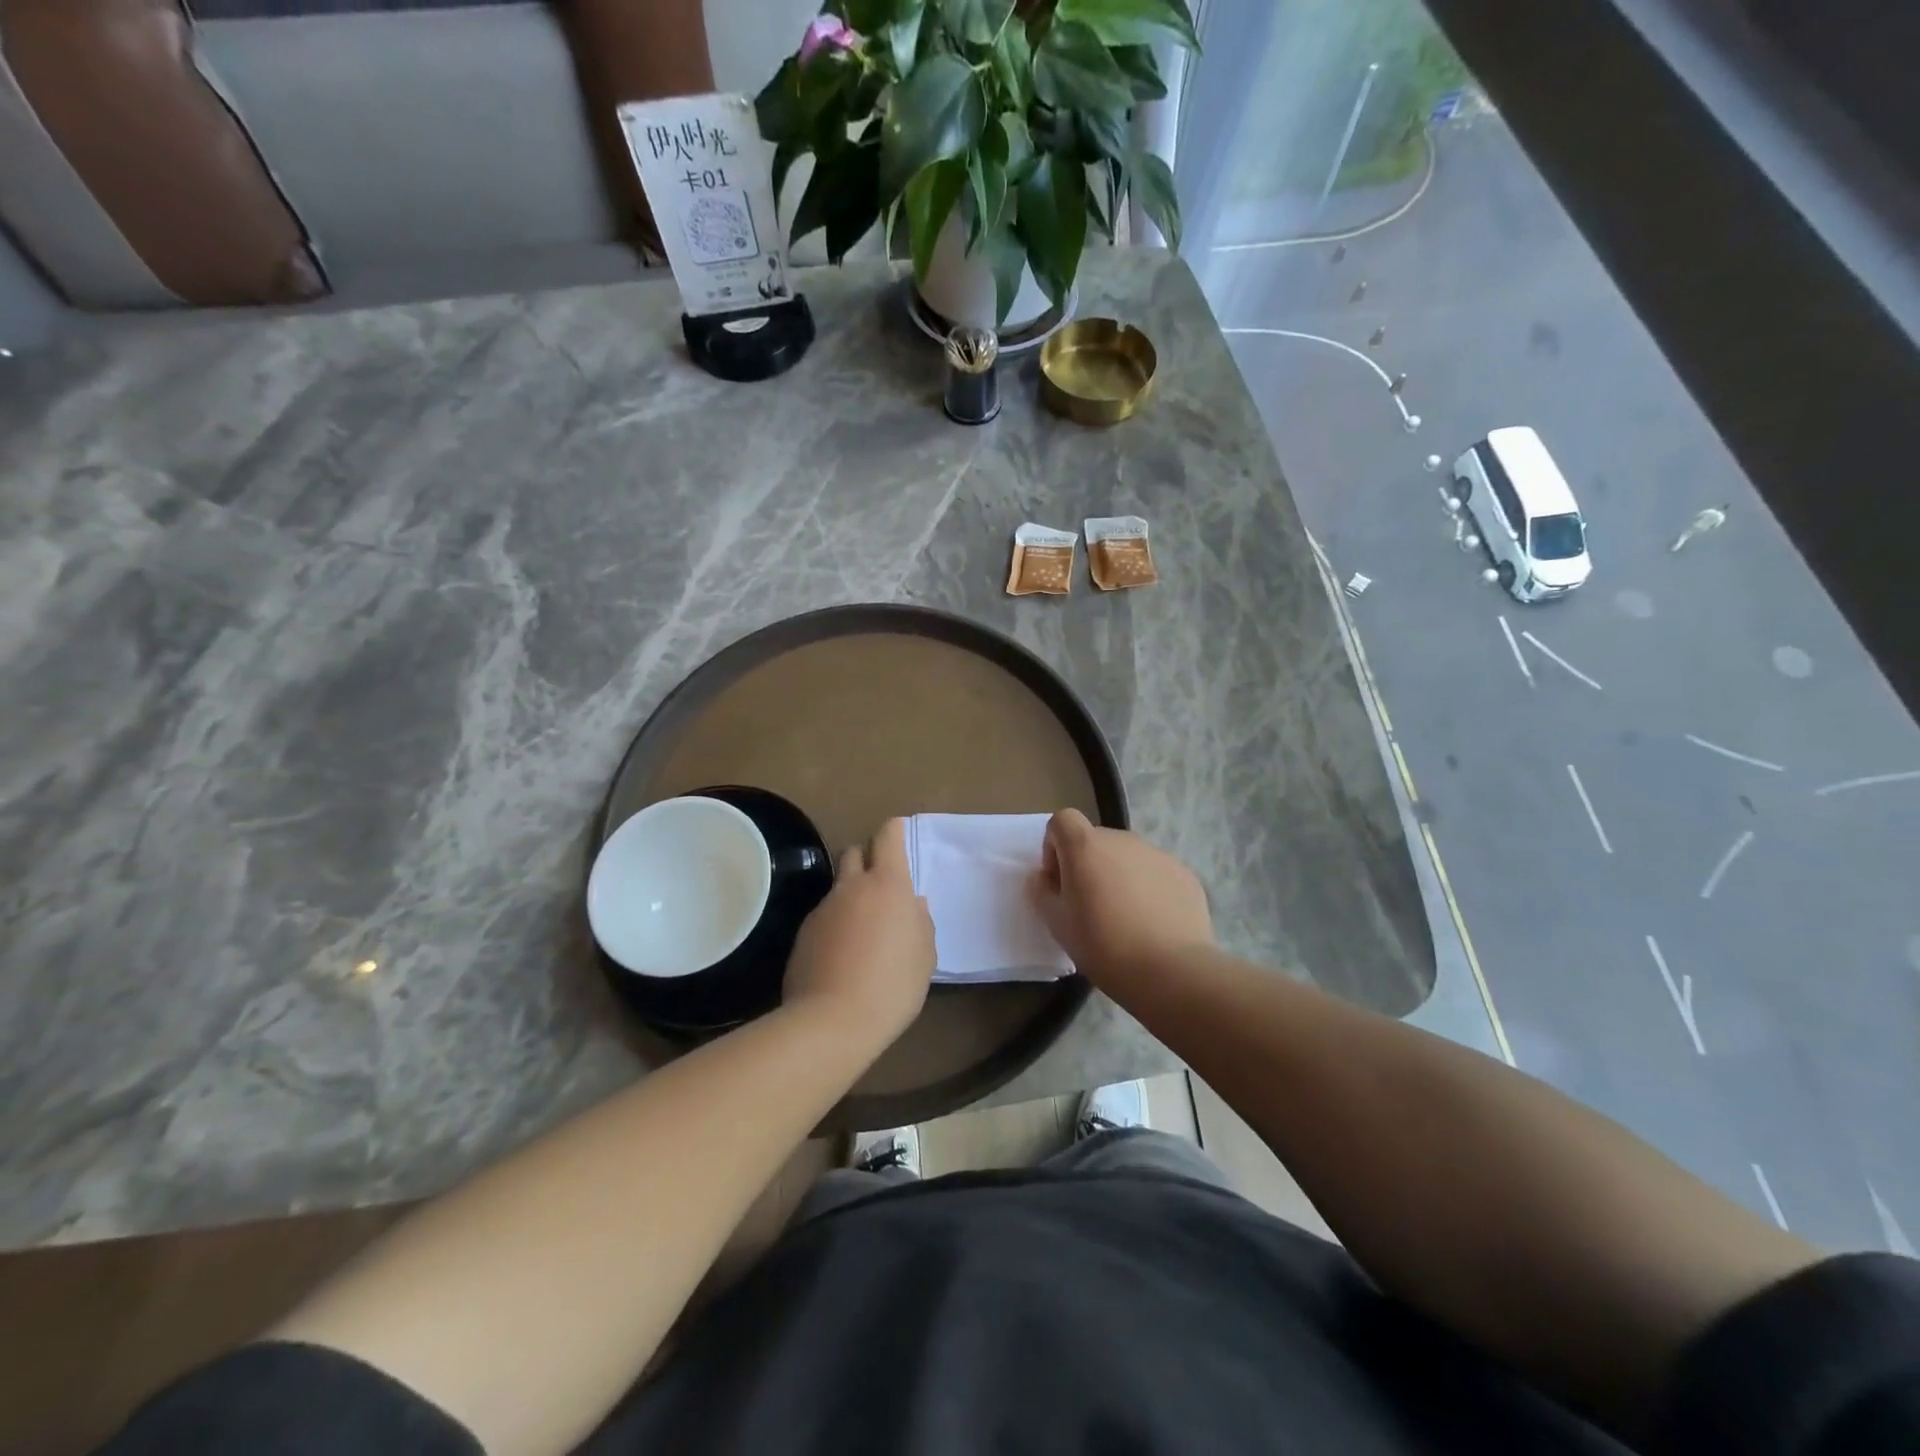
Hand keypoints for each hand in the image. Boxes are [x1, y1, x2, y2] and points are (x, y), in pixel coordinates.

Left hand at [783, 818, 934, 1049]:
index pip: (888, 836)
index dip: (894, 831)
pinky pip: (824, 916)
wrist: (832, 1021)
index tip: (899, 835)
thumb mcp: (925, 956)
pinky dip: (835, 924)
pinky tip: (842, 955)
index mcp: (888, 885)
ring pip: (838, 887)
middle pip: (855, 852)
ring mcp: (823, 908)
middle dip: (868, 858)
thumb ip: (920, 922)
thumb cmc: (893, 985)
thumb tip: (913, 904)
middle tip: (881, 885)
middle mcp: (852, 887)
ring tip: (863, 930)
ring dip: (851, 896)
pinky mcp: (803, 933)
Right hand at [1031, 809, 1212, 989]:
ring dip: (1118, 876)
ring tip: (1125, 918)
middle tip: (1090, 906)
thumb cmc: (1103, 945)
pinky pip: (1155, 873)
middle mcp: (1122, 840)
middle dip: (1088, 865)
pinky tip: (1152, 924)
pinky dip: (1148, 889)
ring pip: (1127, 857)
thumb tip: (1045, 877)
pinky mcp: (1183, 873)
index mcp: (1086, 846)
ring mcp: (1157, 854)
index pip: (1062, 820)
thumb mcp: (1057, 923)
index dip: (1055, 846)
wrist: (1170, 971)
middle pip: (1095, 840)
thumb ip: (1042, 892)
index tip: (1060, 881)